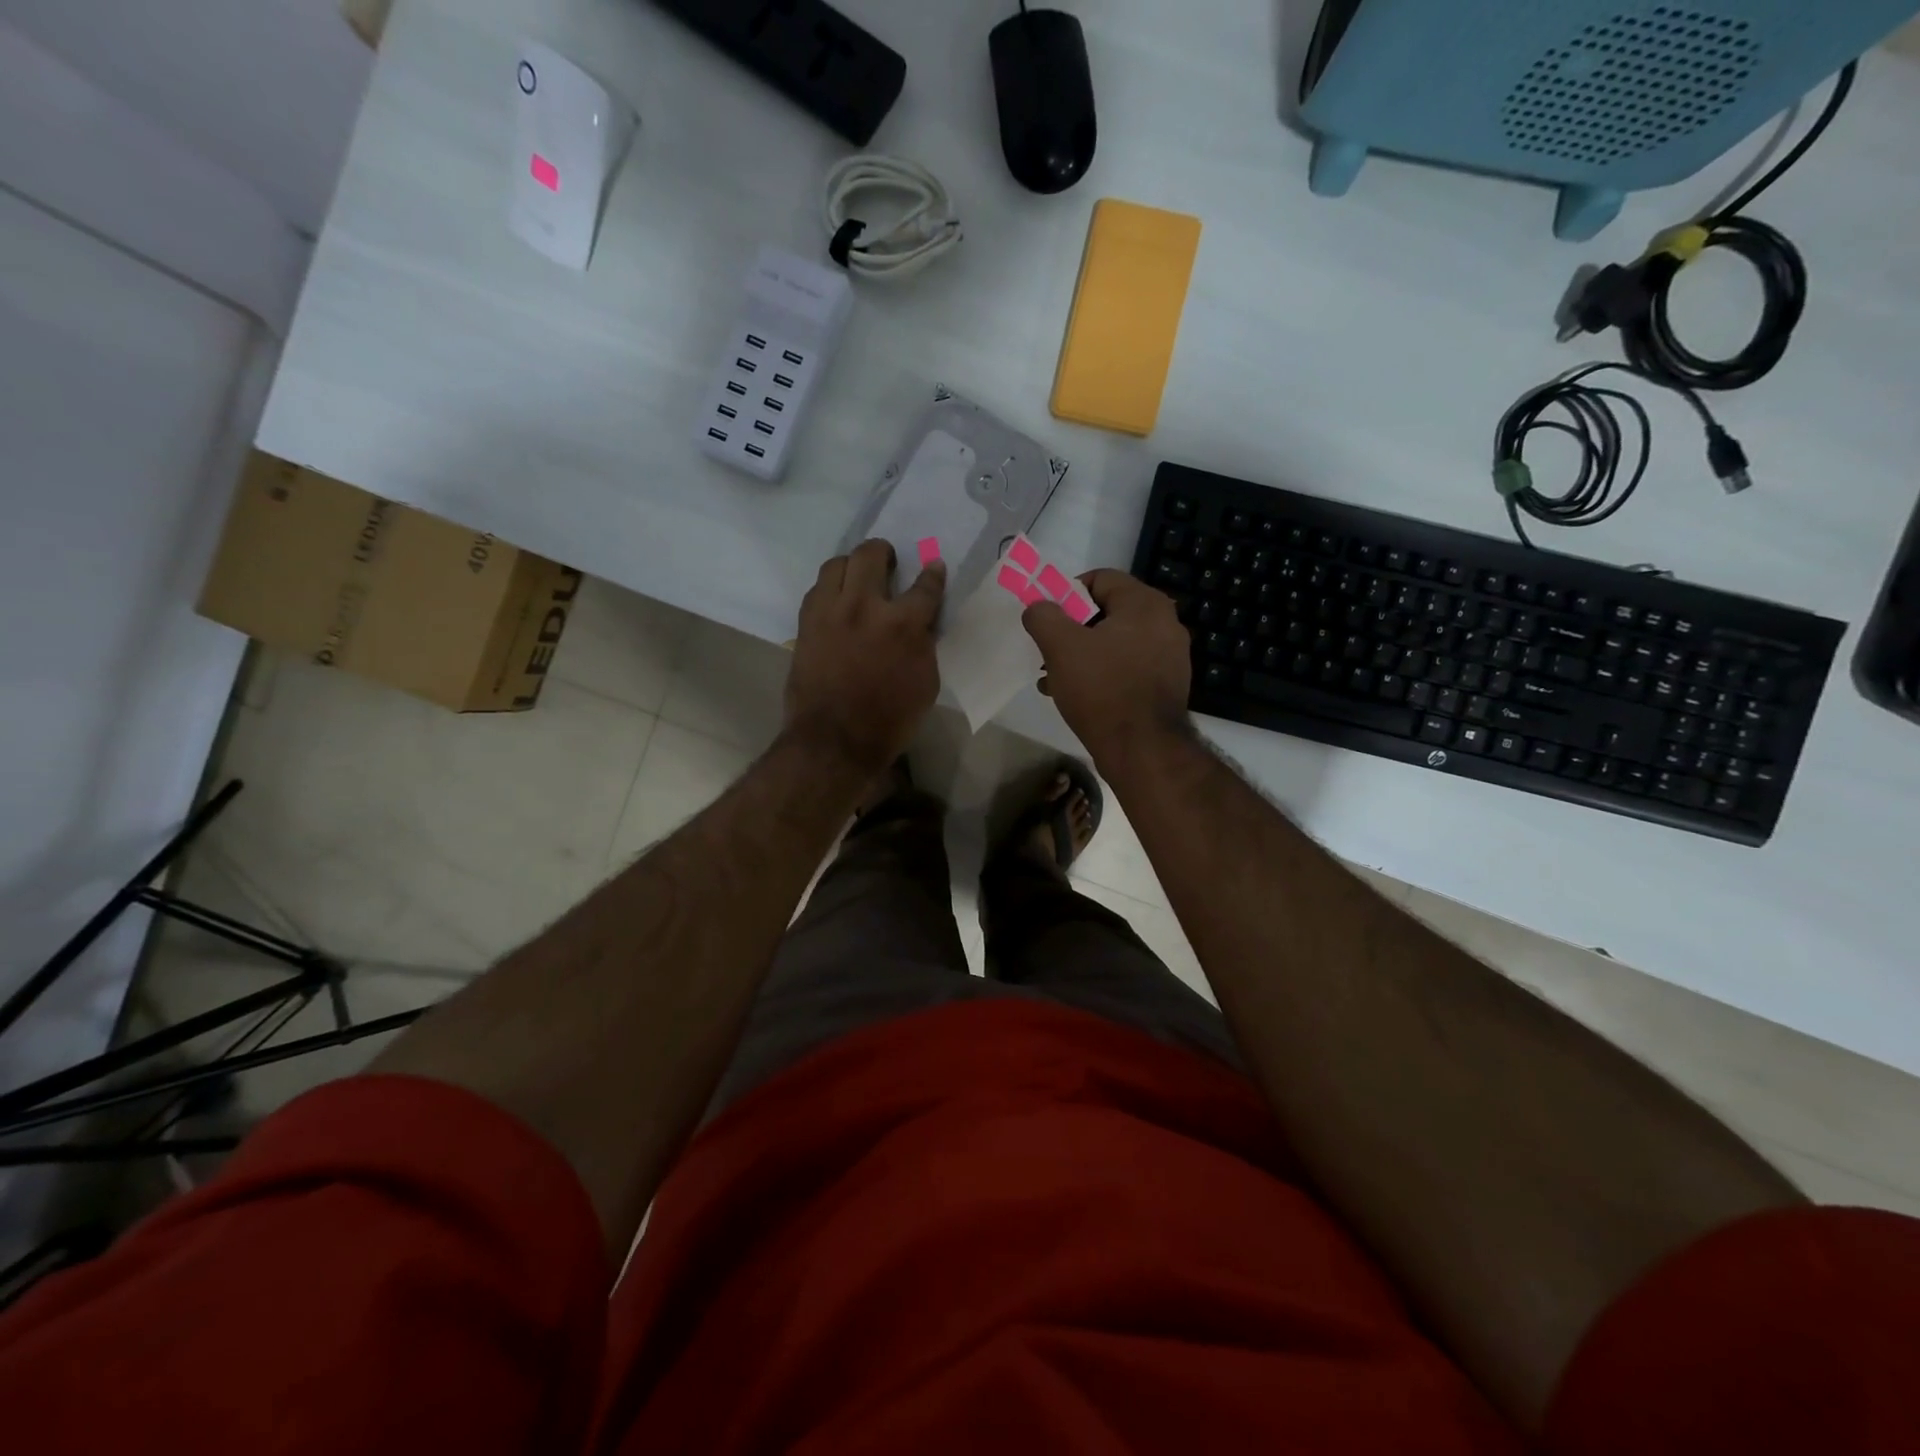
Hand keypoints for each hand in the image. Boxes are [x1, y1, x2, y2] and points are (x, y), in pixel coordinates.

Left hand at [785, 539, 945, 773]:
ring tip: (858, 578)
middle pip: (871, 555)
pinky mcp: (806, 624)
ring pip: (837, 564)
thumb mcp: (925, 683)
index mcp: (902, 624)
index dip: (932, 575)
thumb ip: (924, 645)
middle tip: (889, 563)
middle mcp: (864, 607)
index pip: (924, 587)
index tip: (934, 567)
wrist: (834, 740)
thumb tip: (920, 625)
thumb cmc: (889, 720)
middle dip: (884, 552)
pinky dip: (831, 589)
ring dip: (852, 565)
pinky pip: (817, 590)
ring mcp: (829, 612)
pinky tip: (837, 602)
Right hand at [1022, 569, 1191, 764]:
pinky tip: (1075, 695)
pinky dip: (1101, 674)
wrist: (1143, 750)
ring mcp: (1169, 657)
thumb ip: (1043, 616)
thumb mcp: (1060, 646)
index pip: (1100, 578)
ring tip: (1053, 677)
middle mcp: (1165, 624)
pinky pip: (1127, 668)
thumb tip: (1038, 607)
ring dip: (1082, 654)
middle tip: (1047, 649)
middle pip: (1107, 612)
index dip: (1066, 592)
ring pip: (1115, 643)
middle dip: (1072, 629)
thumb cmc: (1102, 689)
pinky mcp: (1165, 686)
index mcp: (1145, 604)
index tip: (1047, 617)